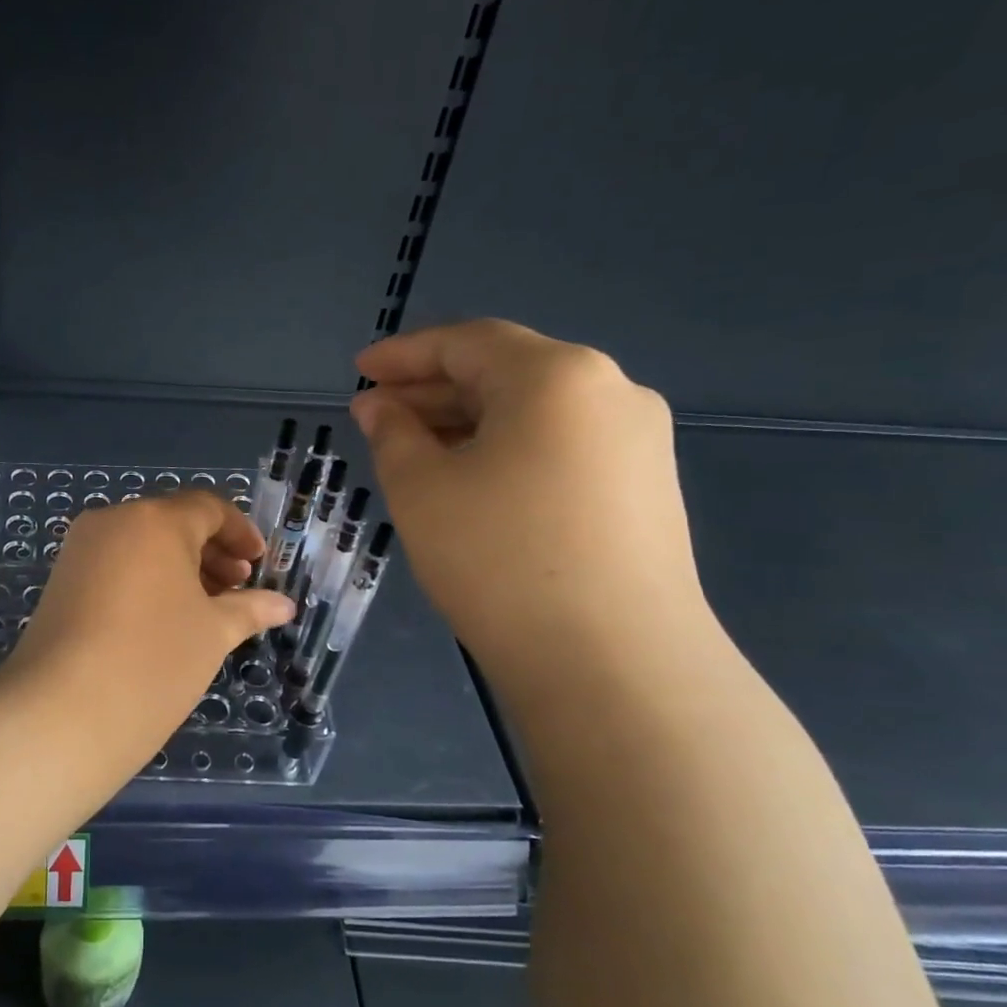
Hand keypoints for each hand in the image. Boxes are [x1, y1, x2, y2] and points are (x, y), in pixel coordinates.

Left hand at [2, 492, 293, 787]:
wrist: (62, 711)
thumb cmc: (154, 661)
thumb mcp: (213, 633)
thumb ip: (250, 609)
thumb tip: (284, 605)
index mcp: (155, 520)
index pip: (207, 508)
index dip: (240, 533)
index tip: (259, 565)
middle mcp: (113, 522)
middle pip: (172, 523)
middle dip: (211, 553)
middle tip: (237, 590)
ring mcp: (80, 550)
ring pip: (141, 545)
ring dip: (179, 568)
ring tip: (205, 610)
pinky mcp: (61, 580)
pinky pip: (115, 565)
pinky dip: (146, 580)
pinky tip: (163, 620)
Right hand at [351, 320, 710, 686]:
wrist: (614, 664)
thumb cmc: (498, 558)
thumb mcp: (421, 489)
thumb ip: (393, 433)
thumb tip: (380, 406)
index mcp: (555, 375)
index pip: (467, 342)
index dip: (405, 354)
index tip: (359, 369)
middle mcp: (610, 391)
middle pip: (506, 372)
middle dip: (434, 389)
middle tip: (376, 414)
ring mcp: (638, 442)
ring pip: (535, 412)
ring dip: (469, 422)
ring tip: (414, 449)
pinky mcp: (647, 489)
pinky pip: (562, 446)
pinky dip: (508, 450)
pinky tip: (472, 482)